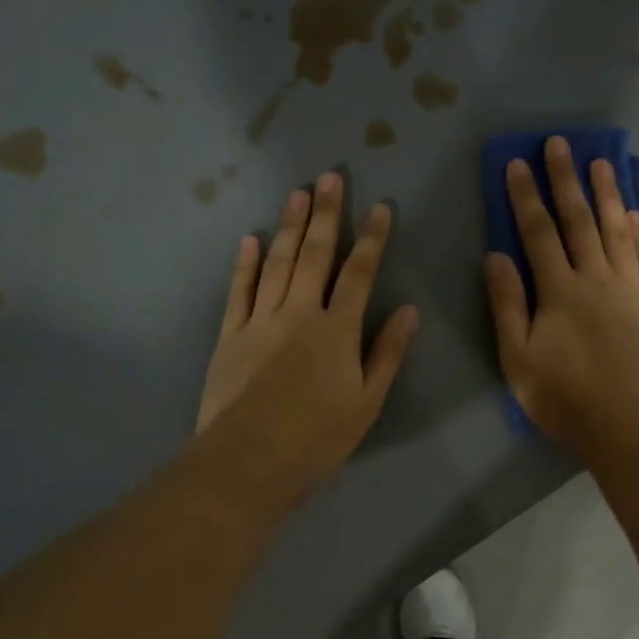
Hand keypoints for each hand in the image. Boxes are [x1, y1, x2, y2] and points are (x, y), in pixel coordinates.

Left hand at [197, 172, 417, 499]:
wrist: (250, 461)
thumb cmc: (318, 438)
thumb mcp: (367, 402)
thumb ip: (387, 353)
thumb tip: (409, 310)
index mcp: (337, 330)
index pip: (360, 273)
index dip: (372, 238)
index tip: (380, 207)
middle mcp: (299, 313)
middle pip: (314, 255)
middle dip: (325, 214)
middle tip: (329, 177)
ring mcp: (260, 321)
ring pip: (276, 264)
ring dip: (288, 227)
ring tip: (297, 193)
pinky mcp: (230, 336)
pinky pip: (238, 291)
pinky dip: (244, 264)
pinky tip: (249, 240)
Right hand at [485, 136, 638, 447]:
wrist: (633, 425)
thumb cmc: (567, 399)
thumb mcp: (519, 361)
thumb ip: (507, 307)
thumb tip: (496, 256)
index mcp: (559, 291)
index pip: (538, 233)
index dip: (525, 196)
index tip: (517, 163)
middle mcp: (597, 278)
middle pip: (579, 220)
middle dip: (566, 179)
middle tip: (560, 143)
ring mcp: (633, 288)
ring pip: (618, 229)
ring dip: (607, 194)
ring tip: (601, 162)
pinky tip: (635, 213)